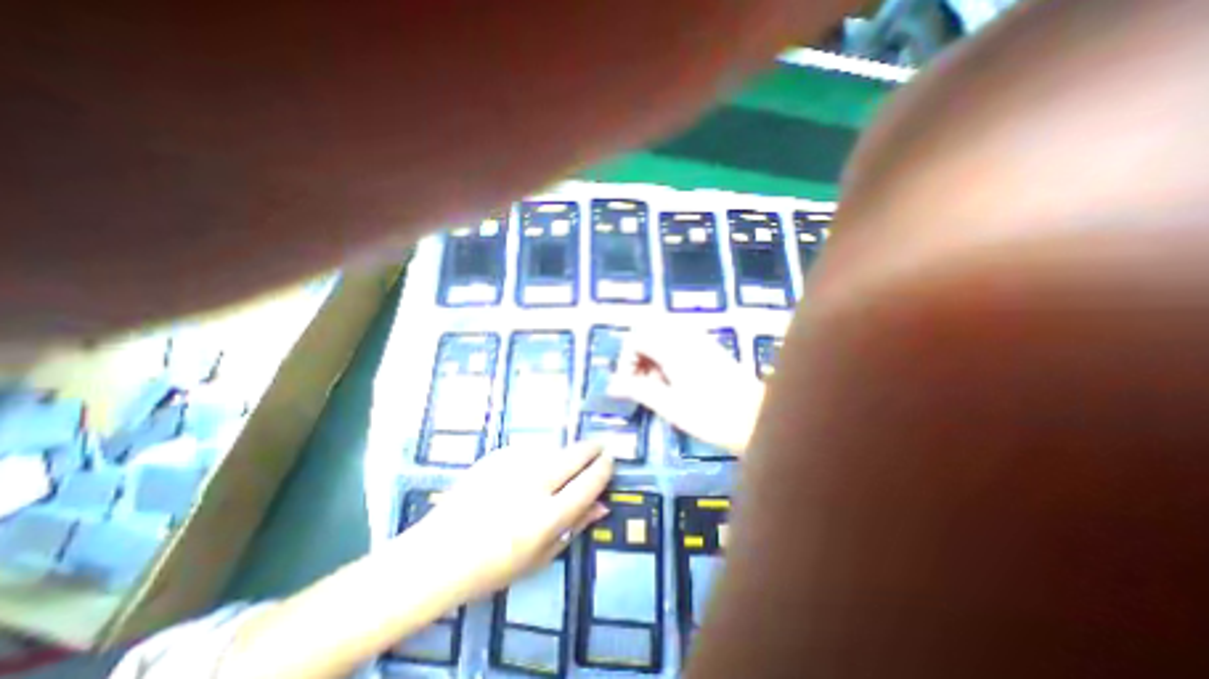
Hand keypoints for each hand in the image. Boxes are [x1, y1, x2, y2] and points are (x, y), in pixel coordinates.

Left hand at [407, 442, 614, 602]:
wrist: (437, 554)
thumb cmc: (492, 566)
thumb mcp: (539, 558)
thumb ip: (574, 527)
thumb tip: (603, 504)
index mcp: (545, 518)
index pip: (587, 484)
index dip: (603, 469)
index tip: (611, 459)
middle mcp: (532, 485)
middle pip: (574, 455)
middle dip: (592, 448)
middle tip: (600, 446)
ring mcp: (512, 466)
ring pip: (553, 448)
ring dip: (565, 453)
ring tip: (564, 462)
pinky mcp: (497, 455)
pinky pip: (530, 450)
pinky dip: (539, 456)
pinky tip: (530, 468)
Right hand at [616, 326, 762, 453]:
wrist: (759, 419)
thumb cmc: (713, 416)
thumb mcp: (670, 406)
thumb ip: (638, 390)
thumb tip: (611, 385)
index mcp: (674, 348)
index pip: (636, 338)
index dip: (626, 359)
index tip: (629, 384)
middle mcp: (685, 336)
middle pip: (648, 328)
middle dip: (638, 352)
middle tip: (641, 379)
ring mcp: (699, 338)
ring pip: (662, 331)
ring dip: (652, 352)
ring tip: (657, 380)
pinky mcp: (709, 346)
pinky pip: (678, 338)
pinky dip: (667, 352)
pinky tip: (673, 376)